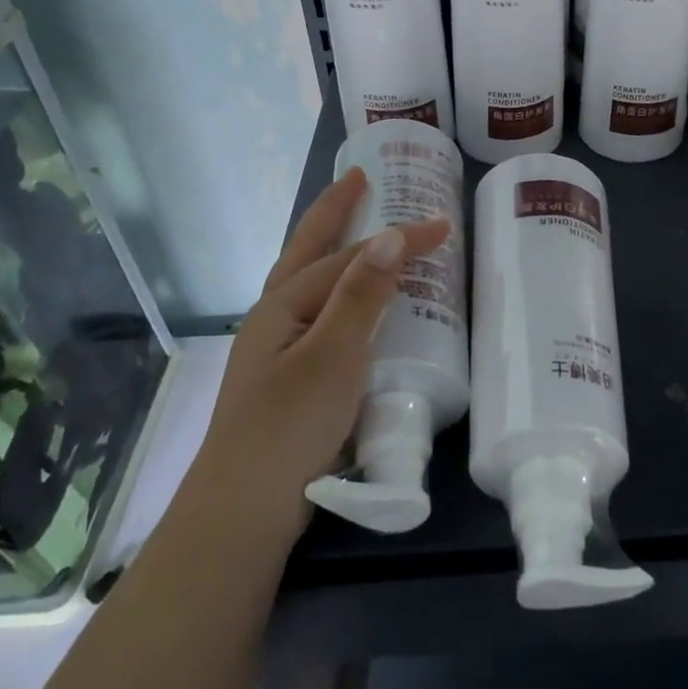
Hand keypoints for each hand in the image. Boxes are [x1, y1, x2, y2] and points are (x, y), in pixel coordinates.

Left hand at [205, 168, 451, 520]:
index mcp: (283, 305)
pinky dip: (337, 291)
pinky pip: (318, 313)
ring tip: (353, 228)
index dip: (397, 237)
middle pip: (306, 250)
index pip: (350, 257)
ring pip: (308, 281)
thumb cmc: (290, 426)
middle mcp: (274, 317)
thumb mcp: (333, 357)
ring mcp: (276, 347)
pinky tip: (351, 307)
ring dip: (330, 248)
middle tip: (357, 179)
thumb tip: (390, 235)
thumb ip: (362, 296)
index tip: (443, 224)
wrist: (244, 509)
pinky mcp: (287, 376)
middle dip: (332, 212)